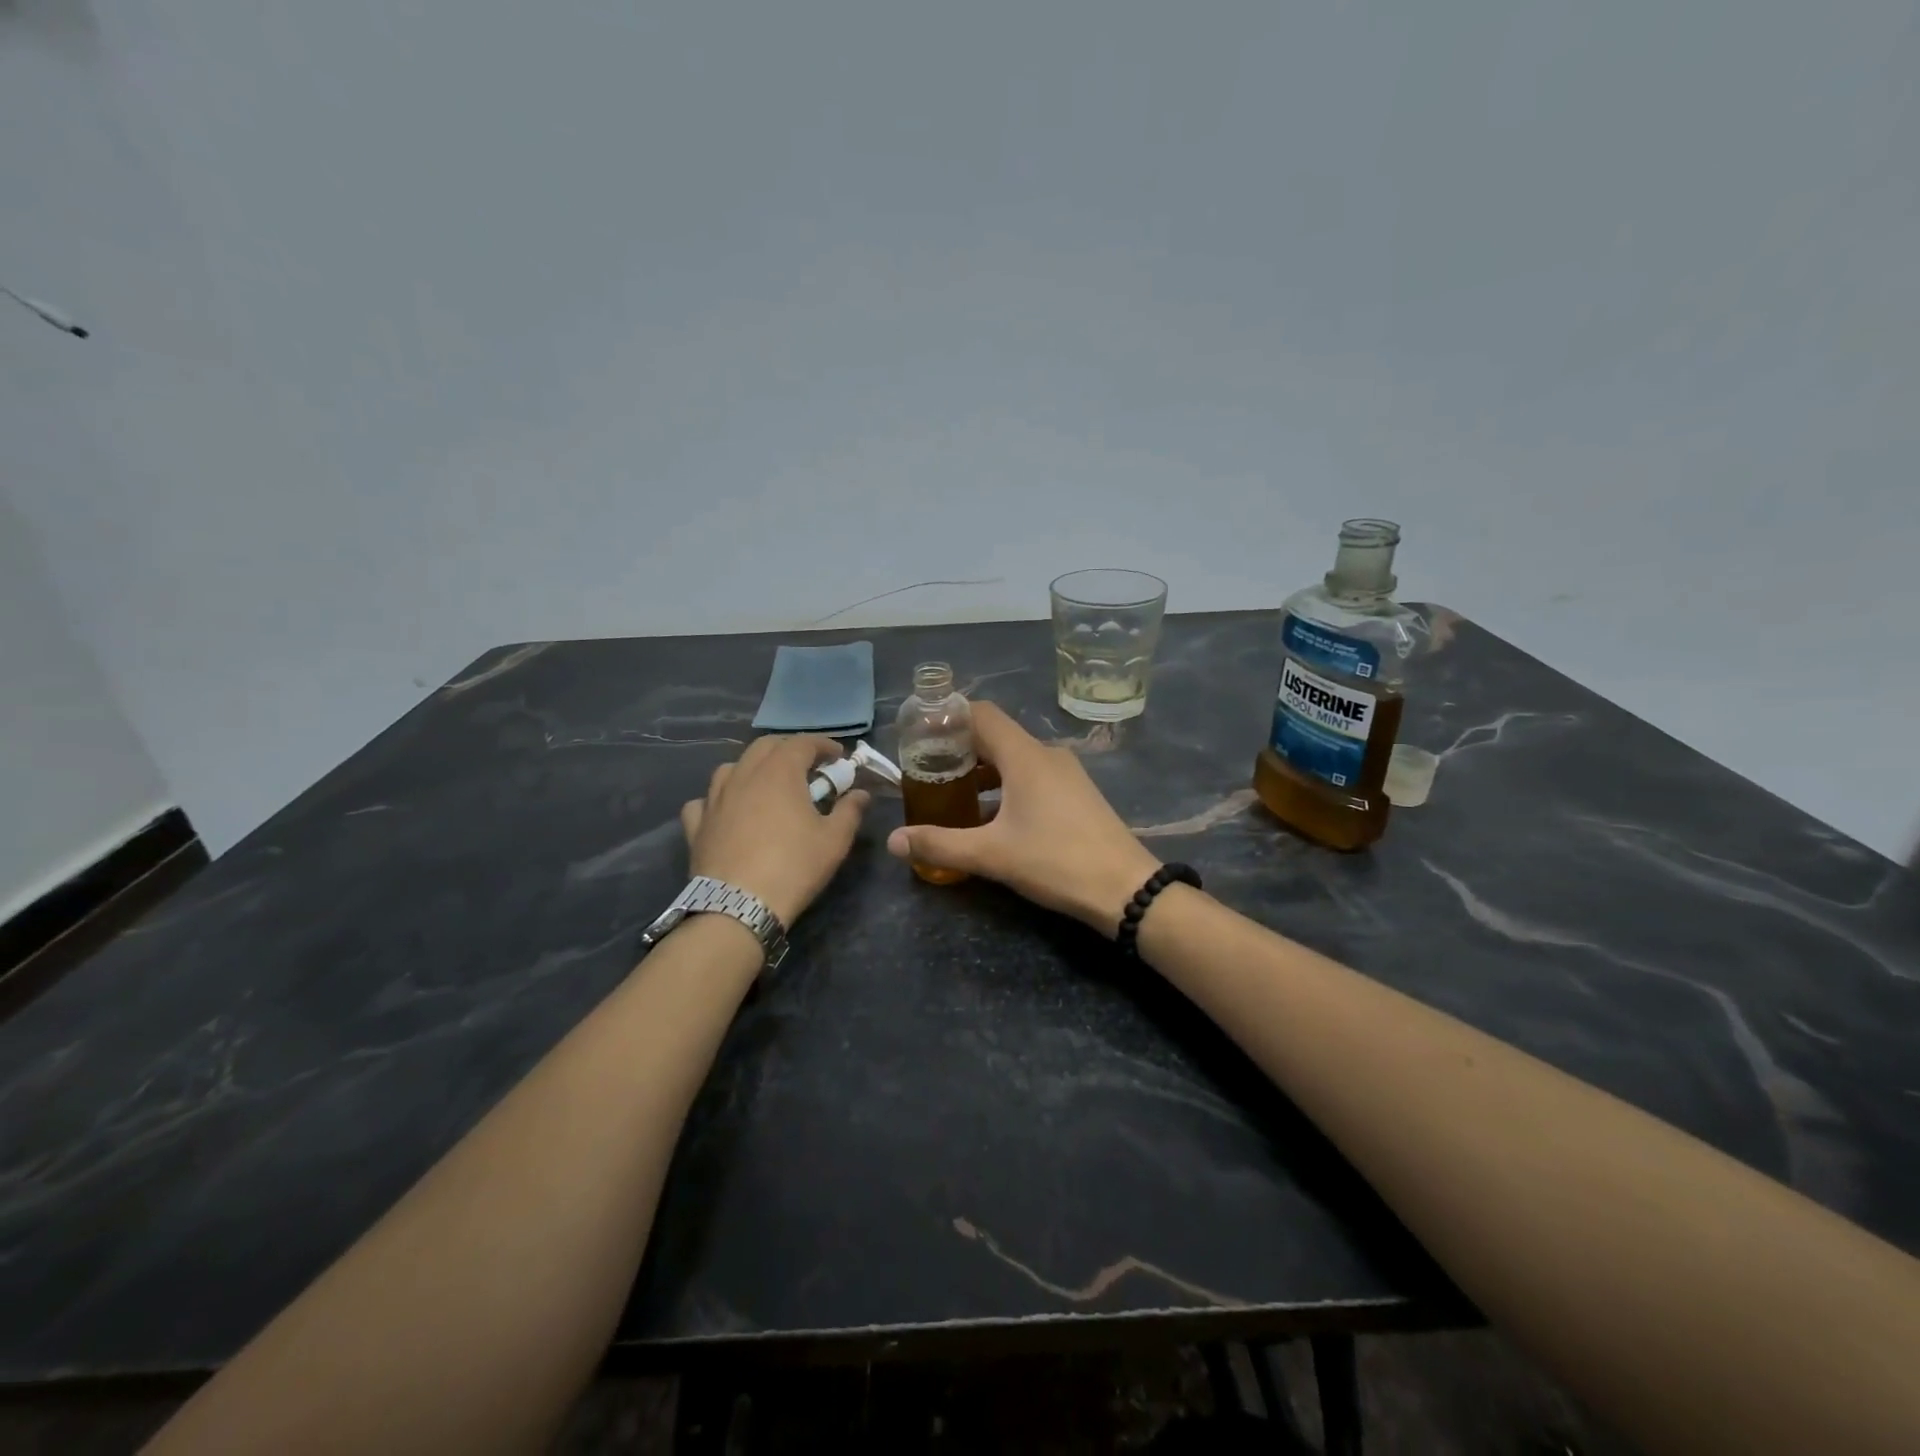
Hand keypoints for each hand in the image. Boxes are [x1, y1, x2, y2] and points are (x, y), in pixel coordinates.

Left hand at [680, 736, 868, 926]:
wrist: (739, 907)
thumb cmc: (794, 867)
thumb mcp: (834, 841)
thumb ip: (850, 811)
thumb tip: (861, 794)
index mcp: (779, 772)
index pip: (802, 742)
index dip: (823, 745)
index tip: (839, 755)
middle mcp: (744, 775)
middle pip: (765, 746)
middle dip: (789, 749)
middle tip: (807, 766)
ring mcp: (715, 799)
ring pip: (732, 767)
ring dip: (753, 768)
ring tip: (767, 784)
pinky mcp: (697, 825)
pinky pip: (705, 801)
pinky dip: (719, 799)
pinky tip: (727, 811)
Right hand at [885, 702, 1162, 935]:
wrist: (1127, 889)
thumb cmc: (1056, 861)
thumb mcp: (992, 854)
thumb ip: (940, 844)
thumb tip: (893, 841)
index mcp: (1025, 756)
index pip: (980, 714)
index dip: (948, 718)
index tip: (920, 736)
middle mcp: (1046, 755)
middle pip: (995, 736)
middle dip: (959, 749)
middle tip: (927, 771)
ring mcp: (1066, 774)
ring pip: (1014, 758)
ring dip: (982, 771)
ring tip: (952, 795)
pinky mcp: (1076, 794)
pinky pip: (1032, 776)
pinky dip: (1005, 785)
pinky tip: (990, 817)